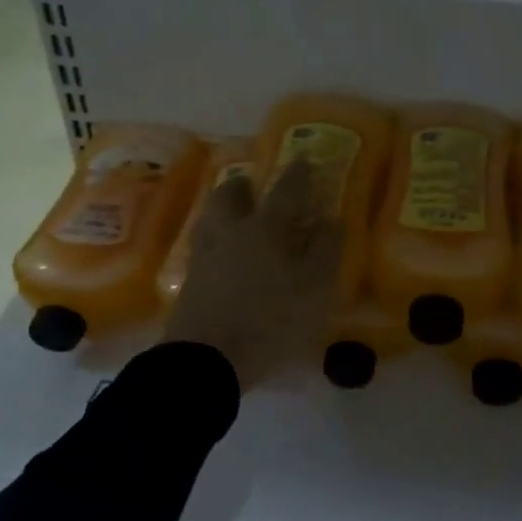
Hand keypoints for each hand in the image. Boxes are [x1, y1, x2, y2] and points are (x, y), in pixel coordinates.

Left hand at [163, 159, 343, 389]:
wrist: (205, 360)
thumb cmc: (269, 321)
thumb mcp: (314, 289)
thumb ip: (326, 250)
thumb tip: (332, 219)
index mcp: (264, 229)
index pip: (285, 191)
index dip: (298, 174)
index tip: (304, 160)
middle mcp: (230, 232)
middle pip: (229, 195)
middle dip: (245, 185)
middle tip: (256, 186)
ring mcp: (204, 256)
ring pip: (211, 218)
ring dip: (224, 209)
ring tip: (238, 217)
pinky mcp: (189, 281)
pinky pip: (203, 245)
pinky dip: (216, 239)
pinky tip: (225, 254)